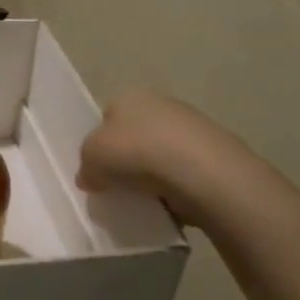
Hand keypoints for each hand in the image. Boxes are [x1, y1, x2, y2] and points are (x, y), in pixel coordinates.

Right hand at [77, 90, 250, 227]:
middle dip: (127, 159)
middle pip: (134, 134)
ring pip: (160, 153)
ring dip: (153, 174)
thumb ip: (85, 166)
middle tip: (118, 186)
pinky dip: (176, 186)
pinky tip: (171, 203)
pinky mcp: (215, 152)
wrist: (202, 173)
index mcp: (128, 96)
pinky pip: (183, 172)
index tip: (98, 170)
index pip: (106, 117)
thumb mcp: (91, 158)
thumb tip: (90, 177)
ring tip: (146, 199)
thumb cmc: (136, 153)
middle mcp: (160, 103)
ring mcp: (192, 126)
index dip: (99, 144)